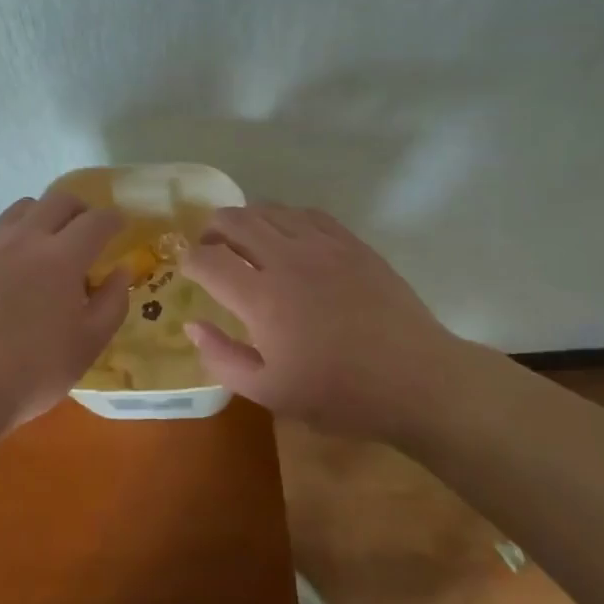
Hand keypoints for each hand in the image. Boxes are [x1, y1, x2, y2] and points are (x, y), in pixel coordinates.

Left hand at [0, 191, 129, 445]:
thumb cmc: (33, 370)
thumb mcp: (88, 345)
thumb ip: (113, 302)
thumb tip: (121, 270)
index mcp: (62, 258)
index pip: (96, 221)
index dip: (113, 219)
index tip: (120, 225)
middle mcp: (27, 237)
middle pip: (60, 200)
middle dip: (81, 210)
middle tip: (87, 230)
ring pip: (25, 207)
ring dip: (45, 216)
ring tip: (47, 242)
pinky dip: (14, 233)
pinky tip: (13, 260)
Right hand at [182, 204, 462, 442]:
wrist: (415, 379)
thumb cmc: (340, 393)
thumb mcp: (270, 392)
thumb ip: (223, 357)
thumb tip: (192, 323)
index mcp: (261, 297)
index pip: (208, 259)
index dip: (190, 260)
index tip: (189, 270)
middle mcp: (285, 258)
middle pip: (234, 219)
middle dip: (212, 230)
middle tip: (212, 249)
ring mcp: (320, 244)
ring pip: (268, 209)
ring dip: (246, 220)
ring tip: (245, 240)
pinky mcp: (349, 241)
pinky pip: (305, 212)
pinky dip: (284, 218)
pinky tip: (287, 237)